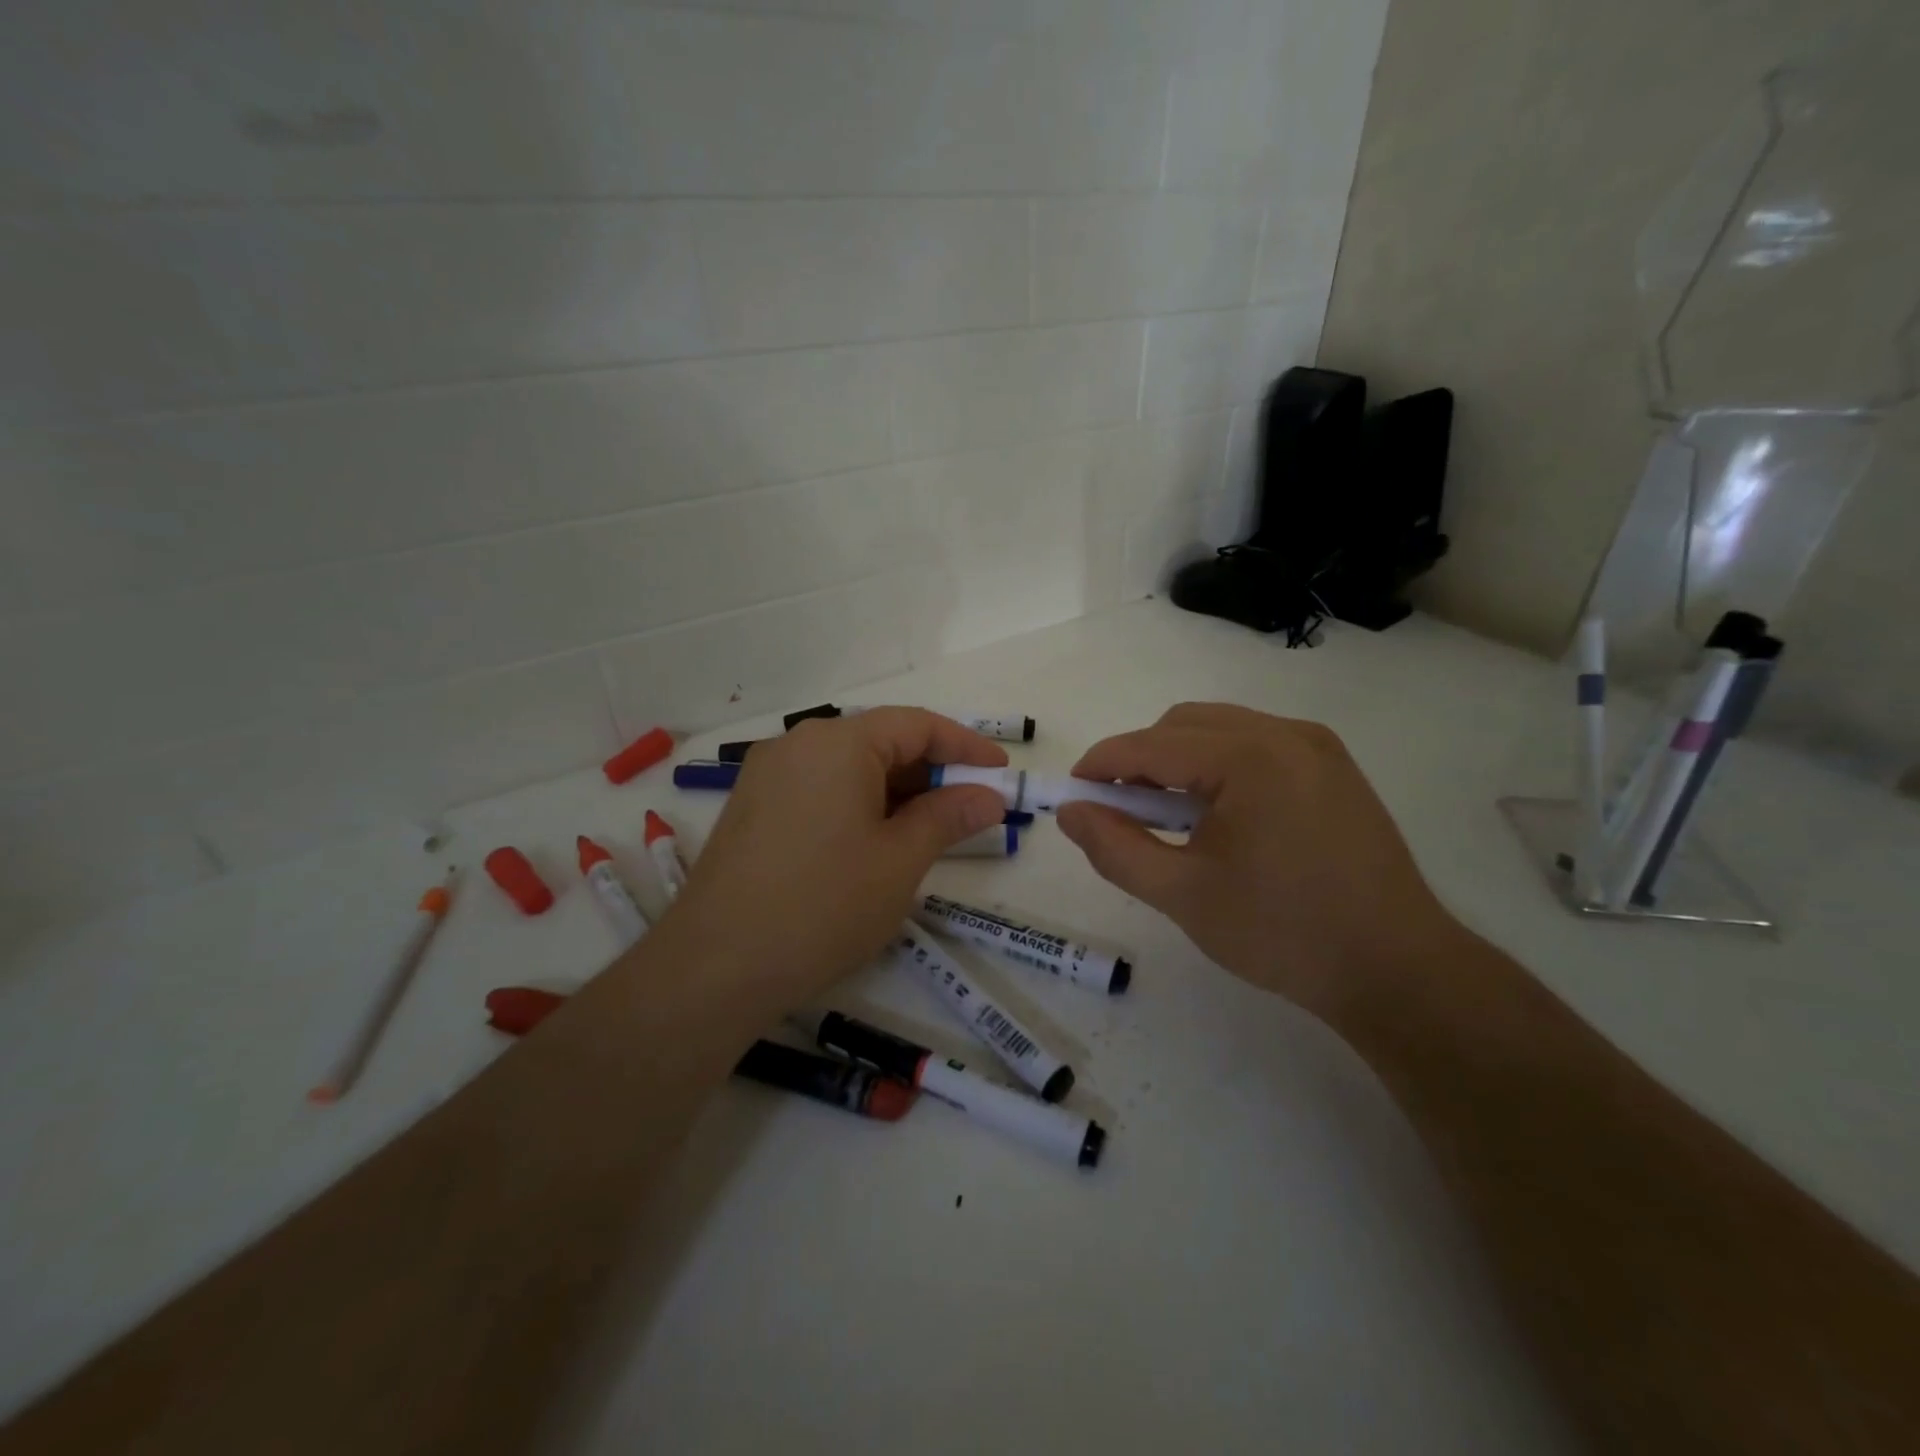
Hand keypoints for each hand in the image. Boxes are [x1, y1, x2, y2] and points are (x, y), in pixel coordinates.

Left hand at [662, 708, 1008, 1002]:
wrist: (715, 967)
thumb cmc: (824, 906)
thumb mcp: (900, 861)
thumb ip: (948, 817)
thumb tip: (988, 796)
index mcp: (838, 743)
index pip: (916, 725)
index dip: (965, 746)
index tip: (1000, 773)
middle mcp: (798, 745)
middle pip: (880, 741)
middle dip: (930, 772)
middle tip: (970, 809)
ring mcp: (768, 776)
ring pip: (848, 768)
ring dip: (895, 791)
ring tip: (928, 831)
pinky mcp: (752, 808)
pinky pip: (819, 789)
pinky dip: (858, 805)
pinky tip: (875, 843)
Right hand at [1055, 704, 1462, 1025]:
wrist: (1397, 970)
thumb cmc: (1282, 933)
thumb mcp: (1182, 894)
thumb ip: (1114, 848)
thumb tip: (1070, 813)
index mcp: (1249, 757)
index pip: (1152, 745)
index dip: (1102, 764)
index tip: (1070, 793)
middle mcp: (1285, 733)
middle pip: (1184, 725)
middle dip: (1139, 759)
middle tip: (1116, 810)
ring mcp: (1316, 747)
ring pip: (1219, 730)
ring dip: (1177, 760)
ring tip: (1164, 816)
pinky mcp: (1333, 767)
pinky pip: (1254, 745)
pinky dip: (1217, 766)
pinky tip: (1214, 814)